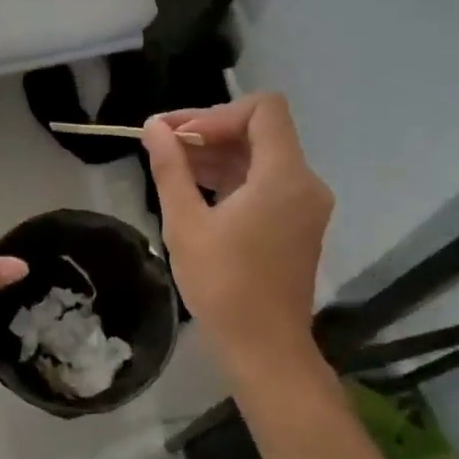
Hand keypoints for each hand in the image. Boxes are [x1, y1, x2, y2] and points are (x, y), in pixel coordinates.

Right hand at [143, 94, 333, 378]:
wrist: (264, 349)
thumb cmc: (223, 286)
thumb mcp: (186, 224)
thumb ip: (171, 168)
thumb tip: (153, 127)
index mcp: (284, 177)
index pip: (263, 109)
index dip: (216, 113)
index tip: (178, 135)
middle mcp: (304, 182)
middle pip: (260, 131)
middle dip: (210, 130)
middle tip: (161, 143)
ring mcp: (304, 204)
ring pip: (261, 156)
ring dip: (217, 154)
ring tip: (170, 166)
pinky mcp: (297, 223)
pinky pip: (265, 182)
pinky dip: (232, 177)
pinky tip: (194, 189)